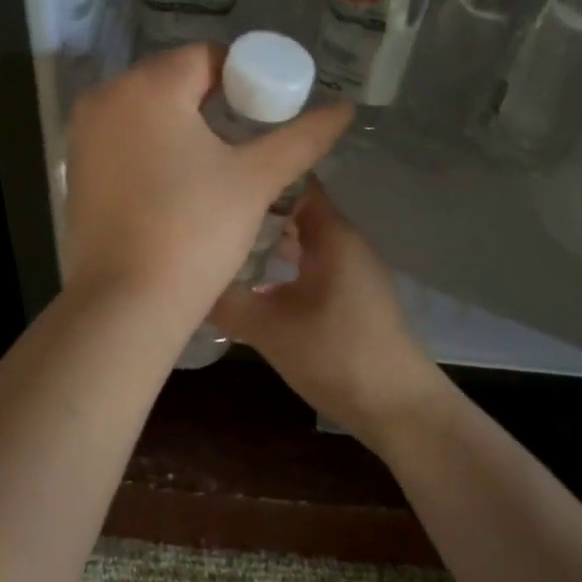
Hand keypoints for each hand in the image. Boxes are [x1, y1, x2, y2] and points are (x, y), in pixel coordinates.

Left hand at [63, 44, 351, 320]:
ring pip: (147, 108)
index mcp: (148, 85)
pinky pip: (123, 136)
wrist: (127, 304)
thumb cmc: (195, 232)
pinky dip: (152, 144)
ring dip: (183, 122)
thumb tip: (345, 107)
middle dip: (213, 99)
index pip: (207, 57)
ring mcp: (82, 132)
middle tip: (246, 140)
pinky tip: (176, 180)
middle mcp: (105, 96)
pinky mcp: (75, 166)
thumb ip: (302, 137)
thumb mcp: (256, 180)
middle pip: (174, 78)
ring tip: (216, 162)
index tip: (266, 114)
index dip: (244, 79)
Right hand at [211, 183, 450, 448]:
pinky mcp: (350, 294)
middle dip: (254, 211)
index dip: (257, 175)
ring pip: (302, 241)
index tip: (218, 178)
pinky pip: (310, 265)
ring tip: (221, 244)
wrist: (396, 405)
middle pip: (295, 210)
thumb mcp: (268, 328)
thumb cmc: (335, 355)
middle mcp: (344, 241)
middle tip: (209, 215)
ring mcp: (350, 268)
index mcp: (332, 234)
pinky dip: (282, 267)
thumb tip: (185, 279)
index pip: (293, 181)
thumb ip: (225, 300)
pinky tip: (251, 284)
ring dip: (267, 242)